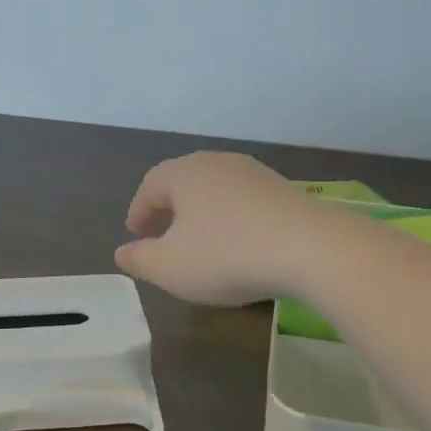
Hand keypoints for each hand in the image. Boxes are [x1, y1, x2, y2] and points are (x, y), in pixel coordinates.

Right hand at [114, 152, 324, 305]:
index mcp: (184, 173)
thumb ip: (140, 259)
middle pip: (184, 180)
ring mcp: (254, 173)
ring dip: (202, 211)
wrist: (309, 247)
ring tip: (199, 239)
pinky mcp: (282, 189)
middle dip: (170, 206)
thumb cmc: (226, 255)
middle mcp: (217, 163)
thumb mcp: (171, 267)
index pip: (151, 184)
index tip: (135, 233)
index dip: (139, 210)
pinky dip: (231, 217)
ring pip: (216, 189)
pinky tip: (238, 242)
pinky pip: (244, 200)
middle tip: (162, 232)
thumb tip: (121, 253)